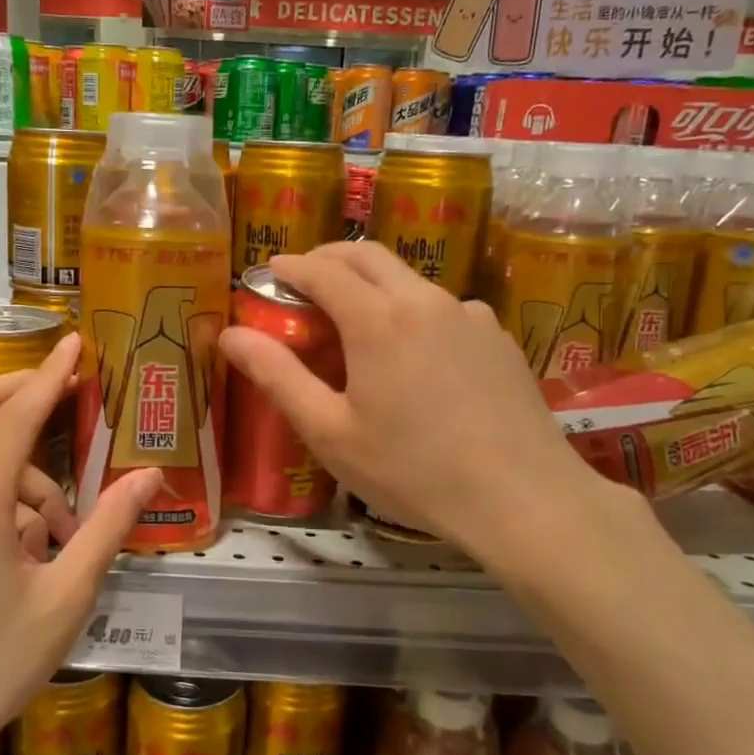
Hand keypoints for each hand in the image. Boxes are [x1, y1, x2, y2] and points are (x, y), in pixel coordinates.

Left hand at [0, 334, 159, 754]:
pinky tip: (30, 551)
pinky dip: (4, 497)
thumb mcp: (66, 598)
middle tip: (70, 398)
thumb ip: (108, 529)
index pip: (13, 417)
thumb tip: (150, 475)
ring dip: (25, 473)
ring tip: (63, 537)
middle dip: (21, 391)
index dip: (49, 374)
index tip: (76, 342)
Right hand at [217, 241, 626, 558]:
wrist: (523, 499)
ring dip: (373, 283)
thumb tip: (230, 334)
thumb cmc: (413, 471)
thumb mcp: (330, 432)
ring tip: (356, 321)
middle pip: (369, 255)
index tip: (268, 272)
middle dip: (329, 258)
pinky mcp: (498, 336)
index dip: (289, 266)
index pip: (323, 269)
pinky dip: (413, 311)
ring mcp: (469, 314)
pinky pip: (444, 307)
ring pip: (409, 279)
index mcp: (378, 319)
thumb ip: (277, 377)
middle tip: (303, 279)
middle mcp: (425, 300)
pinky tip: (415, 356)